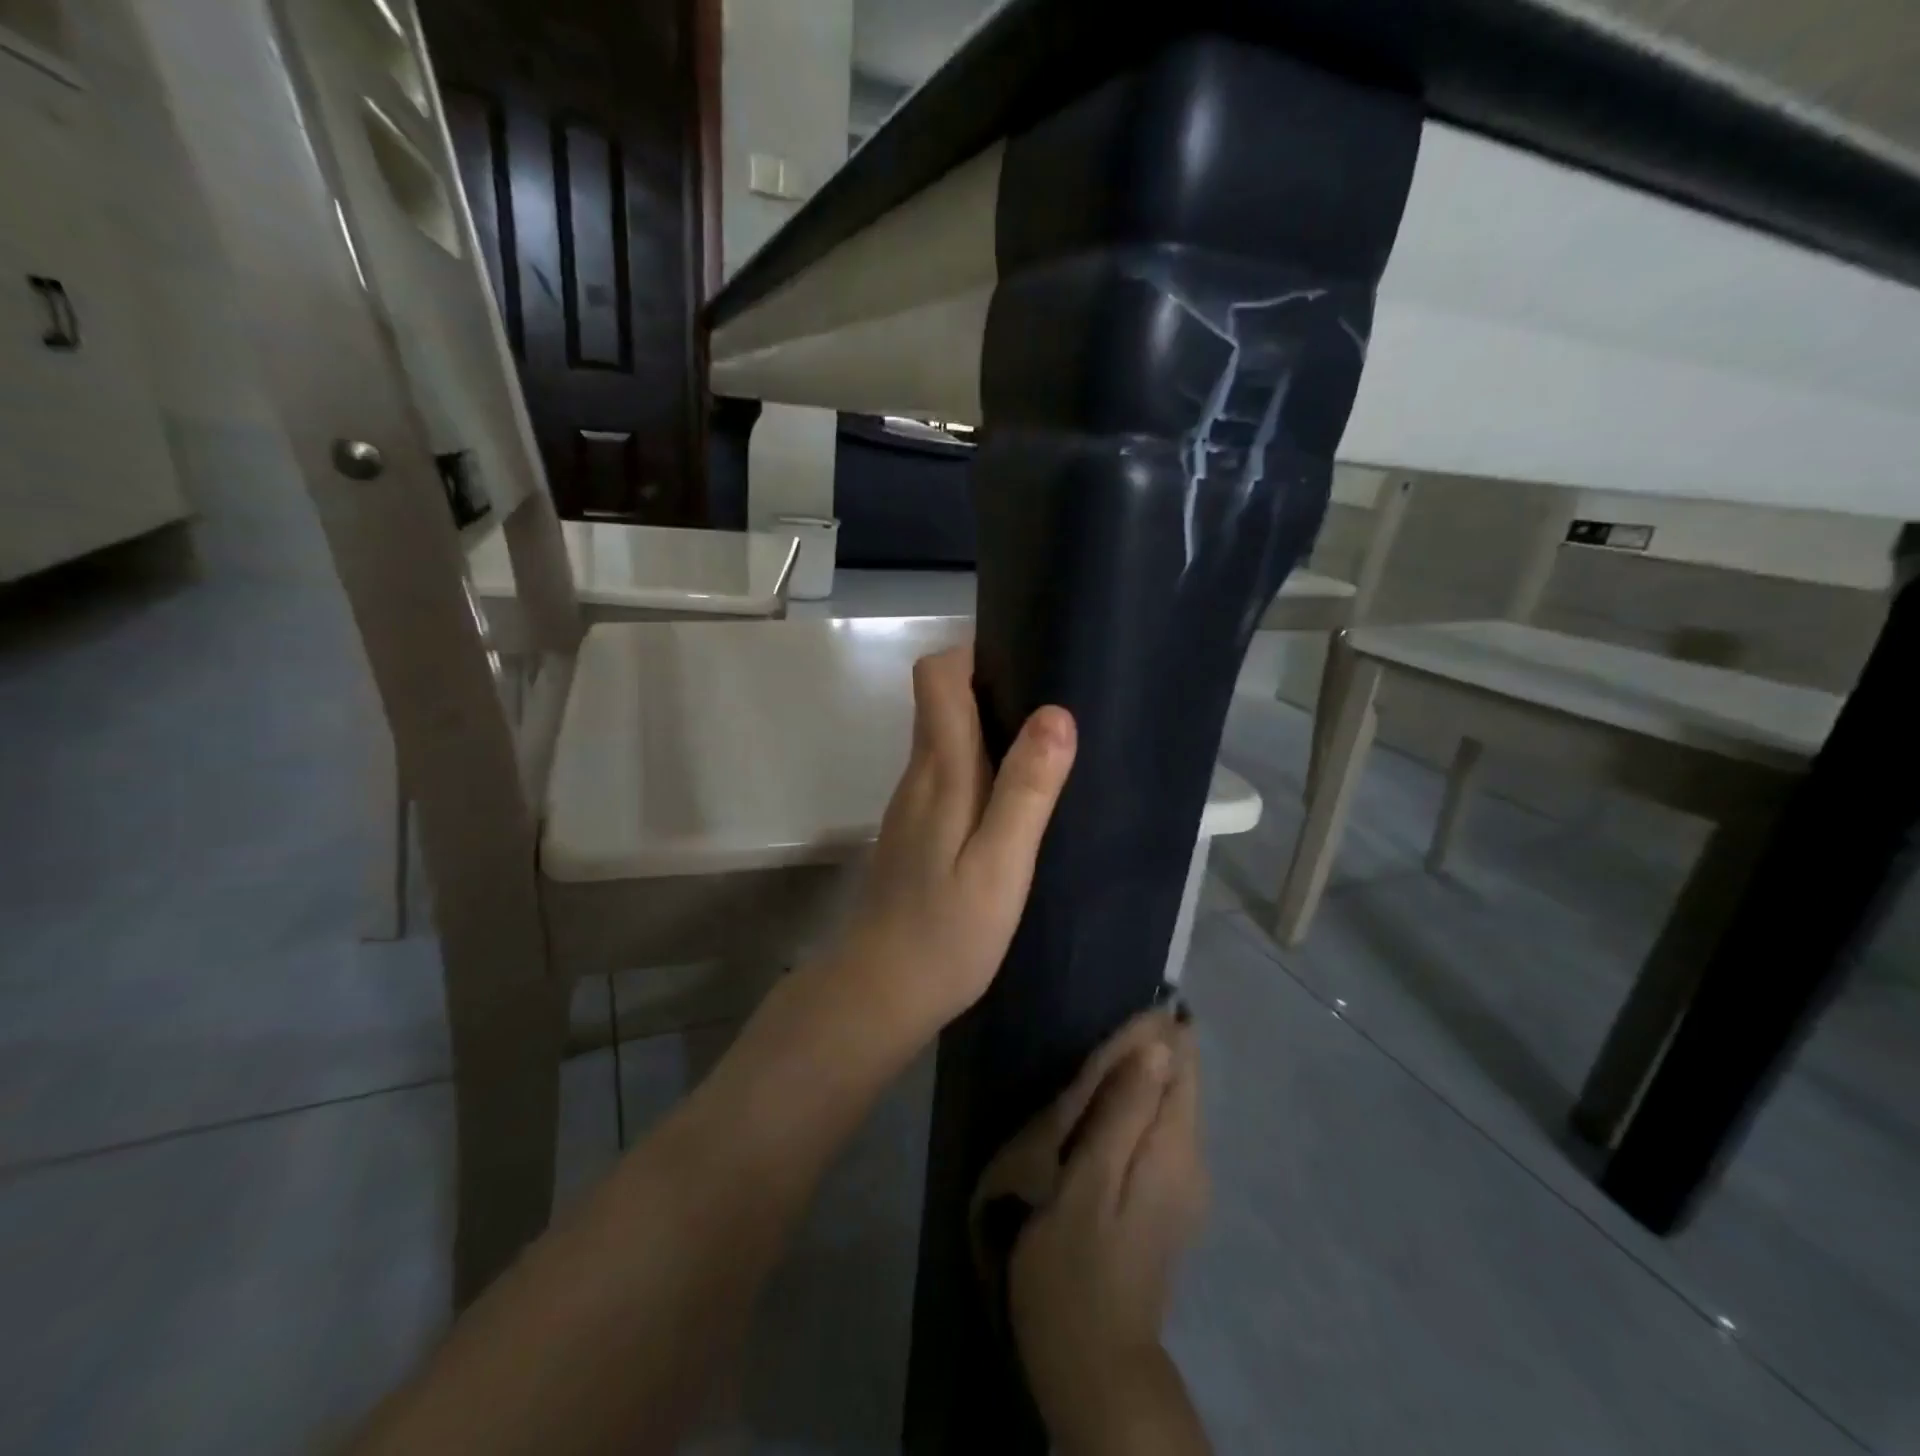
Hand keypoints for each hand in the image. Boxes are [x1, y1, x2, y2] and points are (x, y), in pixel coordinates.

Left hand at [834, 645, 1075, 1041]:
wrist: (880, 991)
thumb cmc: (947, 934)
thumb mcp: (1000, 865)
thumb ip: (1026, 790)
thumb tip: (1056, 713)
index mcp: (939, 772)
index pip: (936, 677)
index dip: (974, 654)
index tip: (1026, 661)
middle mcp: (919, 775)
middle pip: (942, 699)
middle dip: (992, 685)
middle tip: (1055, 704)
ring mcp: (912, 803)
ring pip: (945, 735)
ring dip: (989, 726)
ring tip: (1047, 746)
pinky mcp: (916, 829)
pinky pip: (947, 771)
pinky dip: (980, 764)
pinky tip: (1014, 798)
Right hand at [1007, 1013, 1208, 1451]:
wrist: (1096, 1370)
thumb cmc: (1075, 1271)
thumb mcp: (1087, 1183)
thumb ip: (1123, 1112)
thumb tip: (1158, 1044)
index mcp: (1175, 1149)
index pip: (1182, 1062)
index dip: (1157, 1027)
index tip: (1119, 1007)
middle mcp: (1193, 1160)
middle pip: (1179, 1080)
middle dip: (1146, 1049)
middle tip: (1094, 1035)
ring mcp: (1184, 1185)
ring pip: (1168, 1105)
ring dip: (1138, 1077)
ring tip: (1092, 1063)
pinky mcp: (1167, 1202)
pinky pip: (1158, 1132)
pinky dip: (1135, 1108)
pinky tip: (1101, 1111)